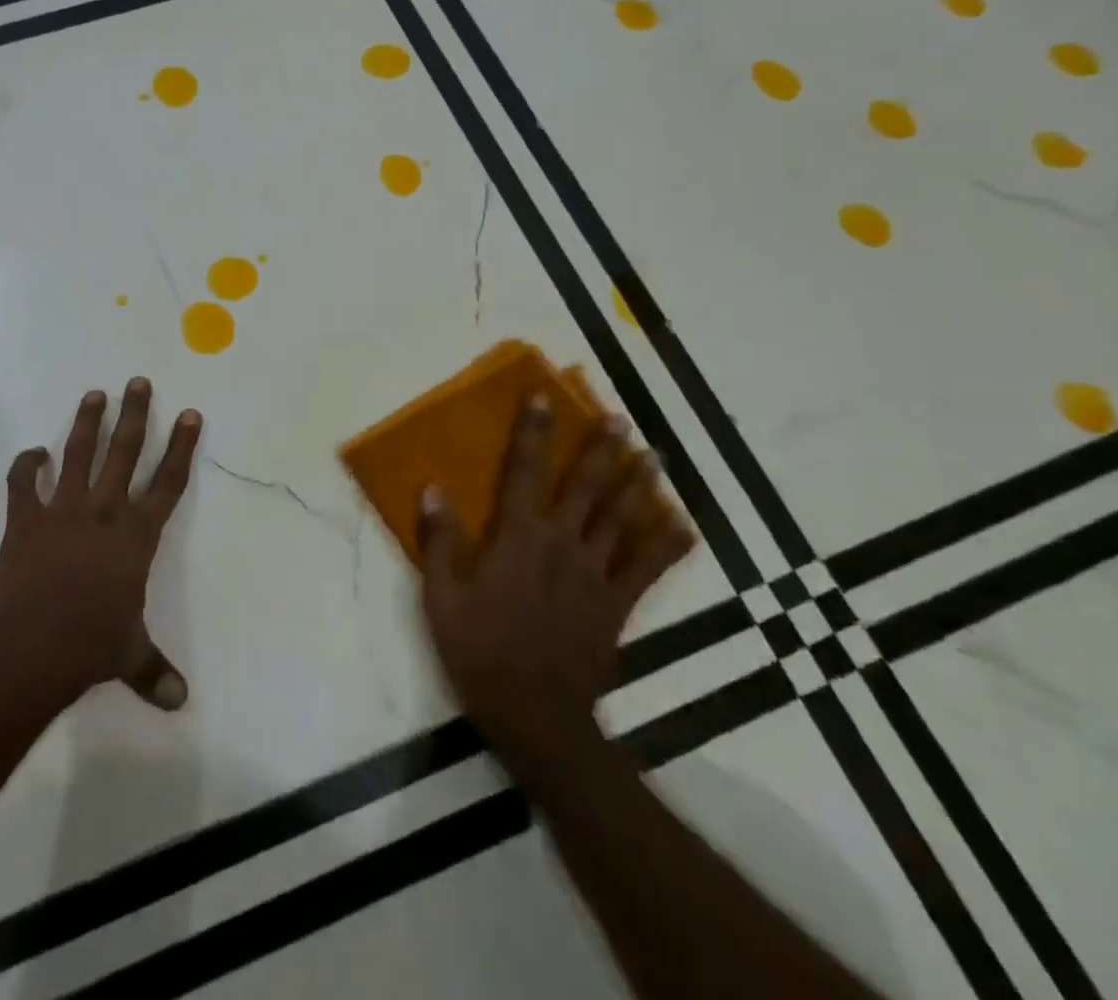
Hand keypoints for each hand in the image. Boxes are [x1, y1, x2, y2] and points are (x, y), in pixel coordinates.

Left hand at [0, 377, 202, 711]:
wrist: (32, 648)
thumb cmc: (91, 646)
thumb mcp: (130, 656)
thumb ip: (155, 672)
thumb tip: (182, 703)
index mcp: (136, 536)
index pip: (168, 483)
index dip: (182, 447)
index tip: (191, 415)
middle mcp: (105, 512)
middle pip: (126, 453)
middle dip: (136, 415)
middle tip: (139, 382)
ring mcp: (63, 511)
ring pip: (79, 456)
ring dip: (87, 424)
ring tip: (95, 394)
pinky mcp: (26, 520)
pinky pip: (24, 484)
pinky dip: (26, 466)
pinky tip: (32, 454)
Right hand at [419, 399, 694, 758]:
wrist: (537, 718)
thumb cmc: (480, 653)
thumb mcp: (441, 598)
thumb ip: (439, 541)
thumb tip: (433, 487)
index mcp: (517, 539)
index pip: (524, 472)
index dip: (533, 433)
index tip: (544, 399)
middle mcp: (561, 545)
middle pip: (586, 488)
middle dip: (602, 450)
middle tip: (621, 420)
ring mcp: (596, 575)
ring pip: (622, 520)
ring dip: (638, 484)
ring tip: (654, 455)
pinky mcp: (618, 606)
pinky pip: (649, 570)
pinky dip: (667, 545)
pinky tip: (684, 525)